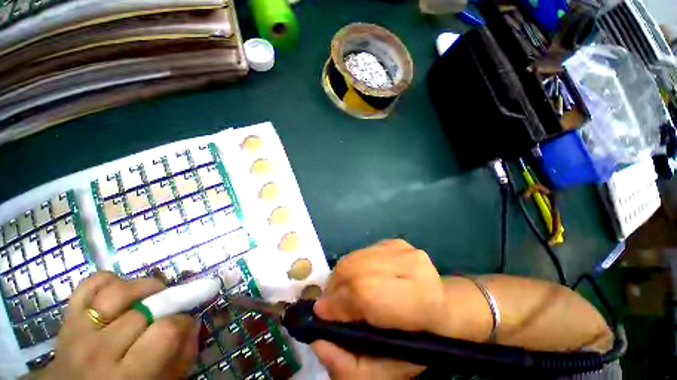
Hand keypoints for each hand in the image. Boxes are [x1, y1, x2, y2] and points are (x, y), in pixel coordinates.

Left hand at [43, 272, 198, 379]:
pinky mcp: (67, 316)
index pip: (166, 331)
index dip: (183, 321)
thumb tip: (192, 322)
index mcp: (126, 375)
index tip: (186, 323)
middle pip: (144, 309)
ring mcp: (78, 330)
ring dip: (142, 288)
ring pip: (118, 290)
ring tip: (148, 297)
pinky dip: (111, 281)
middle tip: (170, 308)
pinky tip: (120, 294)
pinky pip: (91, 283)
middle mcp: (99, 352)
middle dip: (167, 302)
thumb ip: (182, 354)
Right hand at [311, 240, 444, 378]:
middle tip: (330, 304)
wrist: (443, 307)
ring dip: (340, 276)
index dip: (337, 302)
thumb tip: (318, 340)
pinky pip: (361, 252)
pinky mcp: (395, 241)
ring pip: (355, 257)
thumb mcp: (384, 371)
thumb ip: (348, 365)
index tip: (322, 314)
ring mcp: (402, 248)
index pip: (363, 292)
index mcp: (417, 302)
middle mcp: (410, 266)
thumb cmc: (417, 341)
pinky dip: (352, 266)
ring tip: (341, 292)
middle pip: (354, 268)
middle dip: (334, 287)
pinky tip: (357, 278)